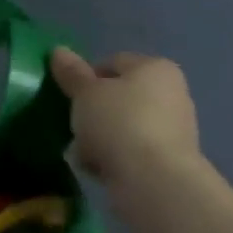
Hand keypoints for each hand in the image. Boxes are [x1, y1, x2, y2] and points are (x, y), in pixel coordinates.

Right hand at [50, 49, 202, 186]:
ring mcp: (173, 130)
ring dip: (99, 137)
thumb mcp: (85, 92)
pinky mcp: (169, 162)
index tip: (70, 96)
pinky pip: (131, 152)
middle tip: (73, 124)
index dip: (87, 77)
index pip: (113, 62)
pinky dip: (114, 157)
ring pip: (122, 126)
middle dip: (92, 111)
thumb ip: (71, 72)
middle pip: (118, 97)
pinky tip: (98, 168)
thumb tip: (58, 50)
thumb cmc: (119, 122)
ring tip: (81, 152)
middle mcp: (171, 94)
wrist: (154, 181)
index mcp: (155, 69)